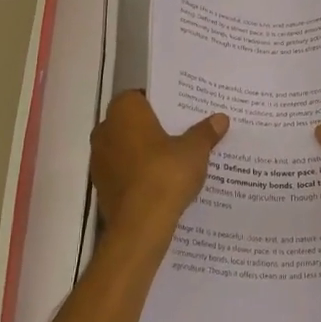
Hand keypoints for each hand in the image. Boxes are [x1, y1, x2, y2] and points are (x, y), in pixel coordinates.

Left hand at [91, 91, 228, 239]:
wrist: (140, 224)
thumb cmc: (166, 174)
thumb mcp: (195, 150)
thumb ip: (205, 132)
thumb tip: (220, 118)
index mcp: (124, 111)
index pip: (140, 96)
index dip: (160, 103)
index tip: (180, 112)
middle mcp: (105, 130)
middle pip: (132, 122)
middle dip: (152, 128)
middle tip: (181, 133)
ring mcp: (99, 160)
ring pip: (126, 148)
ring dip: (144, 152)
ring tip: (174, 160)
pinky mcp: (101, 186)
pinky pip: (123, 172)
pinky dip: (138, 174)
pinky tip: (161, 183)